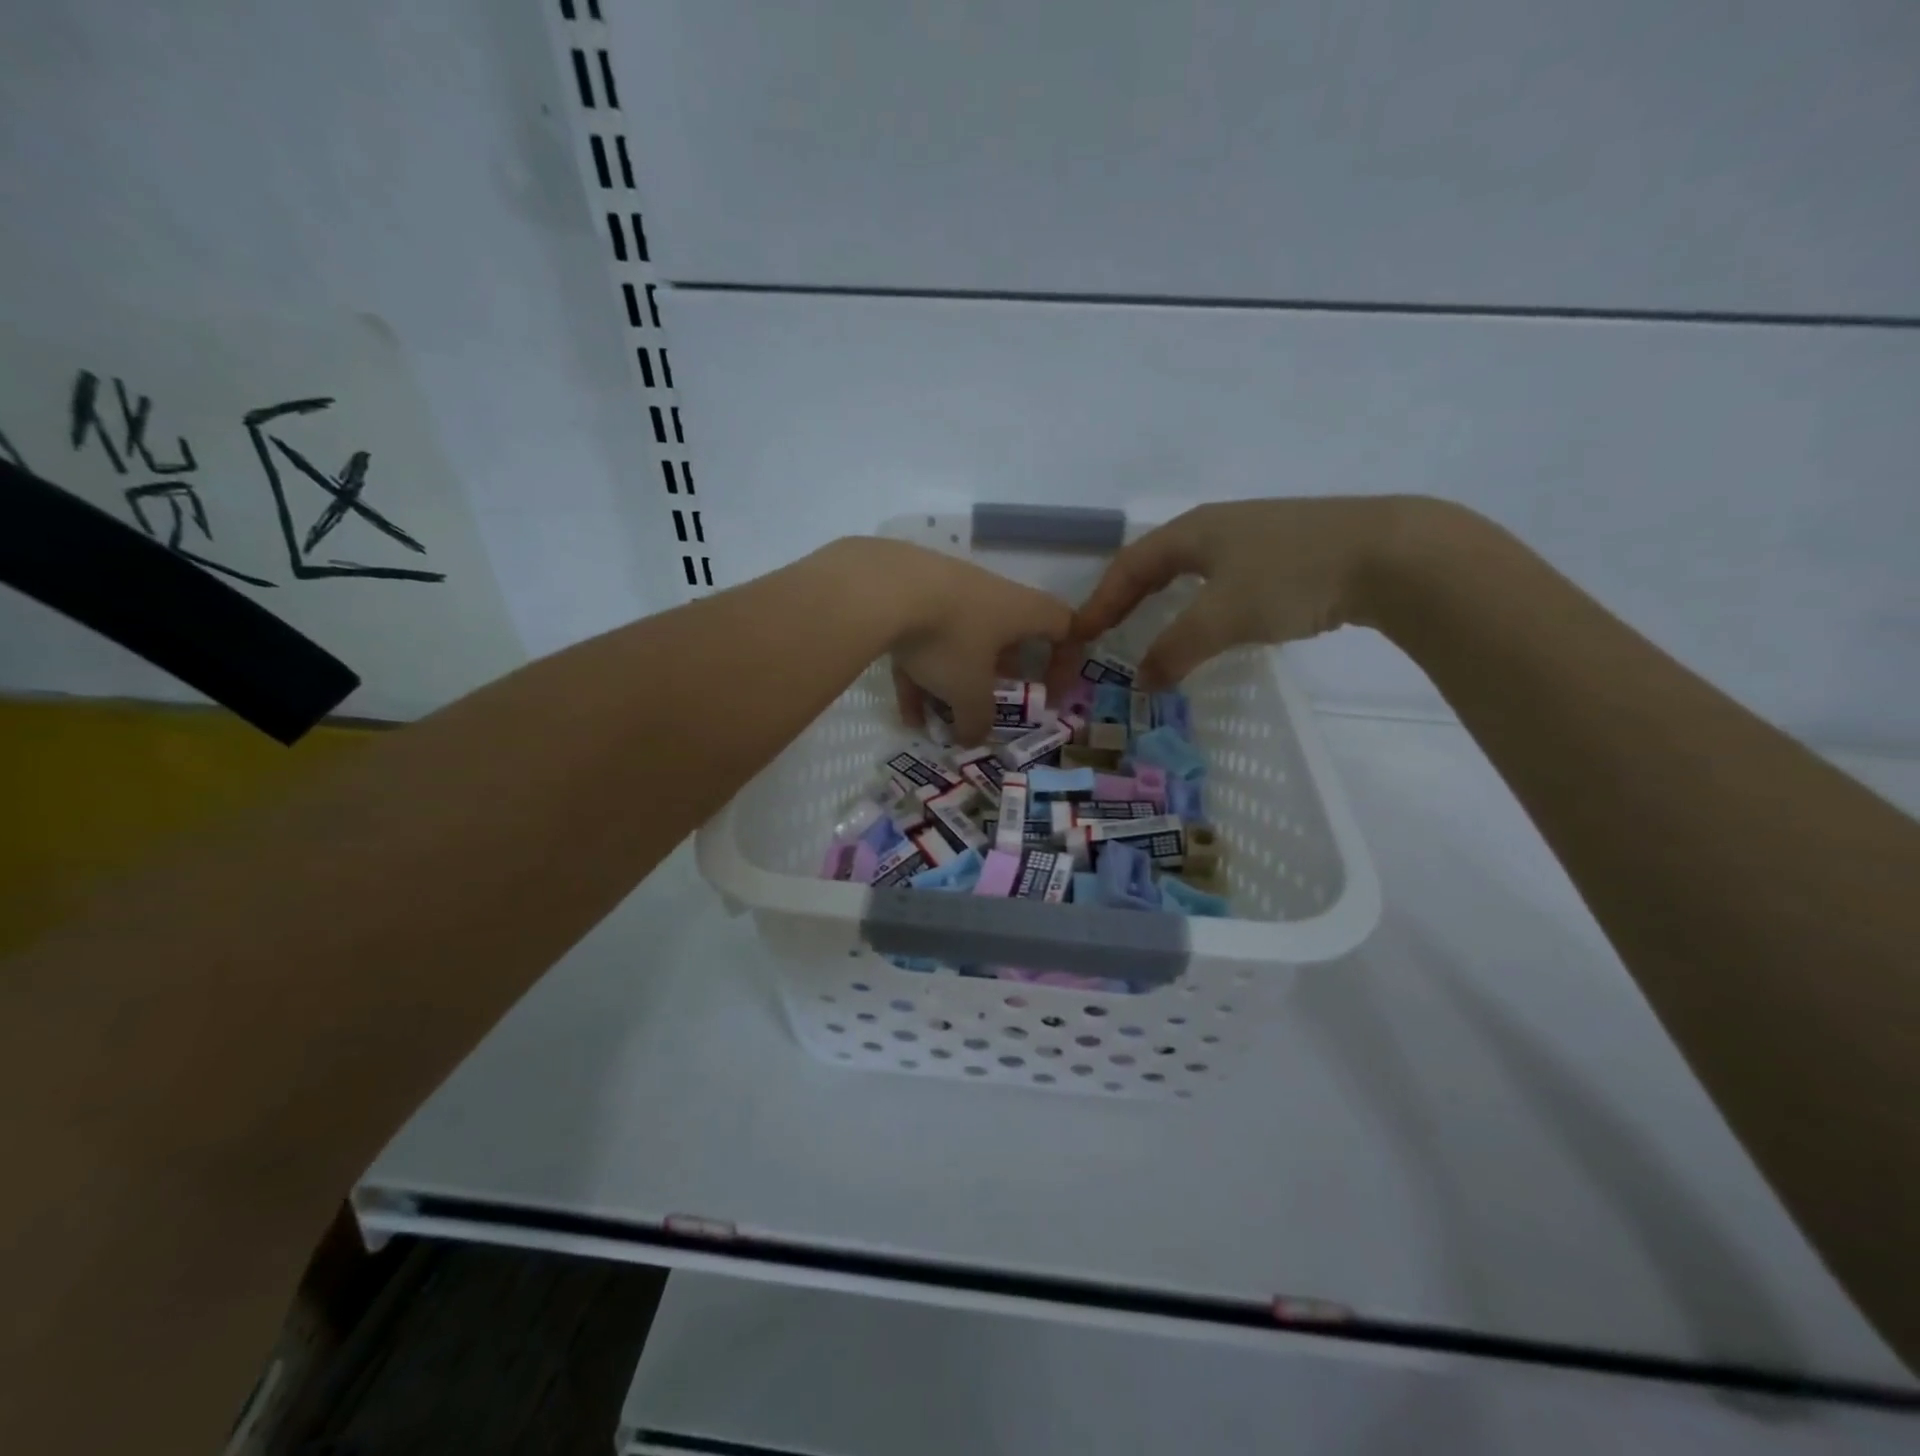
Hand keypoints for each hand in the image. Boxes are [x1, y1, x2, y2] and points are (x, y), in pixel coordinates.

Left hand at [854, 539, 1073, 744]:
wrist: (881, 588)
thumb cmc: (948, 638)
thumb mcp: (968, 691)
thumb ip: (977, 719)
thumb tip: (973, 739)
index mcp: (1020, 610)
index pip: (1063, 626)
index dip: (1066, 661)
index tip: (1052, 694)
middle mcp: (989, 595)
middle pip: (1006, 637)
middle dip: (997, 677)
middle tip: (988, 706)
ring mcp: (947, 591)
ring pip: (958, 643)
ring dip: (950, 684)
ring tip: (936, 722)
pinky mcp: (908, 594)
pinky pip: (922, 640)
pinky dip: (919, 674)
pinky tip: (905, 712)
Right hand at [1068, 497, 1422, 688]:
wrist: (1393, 554)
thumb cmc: (1292, 577)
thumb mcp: (1222, 617)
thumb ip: (1175, 649)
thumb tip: (1142, 681)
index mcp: (1192, 531)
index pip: (1129, 566)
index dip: (1100, 601)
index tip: (1079, 635)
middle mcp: (1218, 525)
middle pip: (1156, 561)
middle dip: (1127, 597)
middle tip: (1107, 631)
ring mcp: (1256, 535)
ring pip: (1192, 568)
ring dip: (1164, 598)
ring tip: (1151, 627)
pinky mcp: (1288, 552)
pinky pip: (1224, 577)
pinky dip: (1201, 601)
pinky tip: (1214, 620)